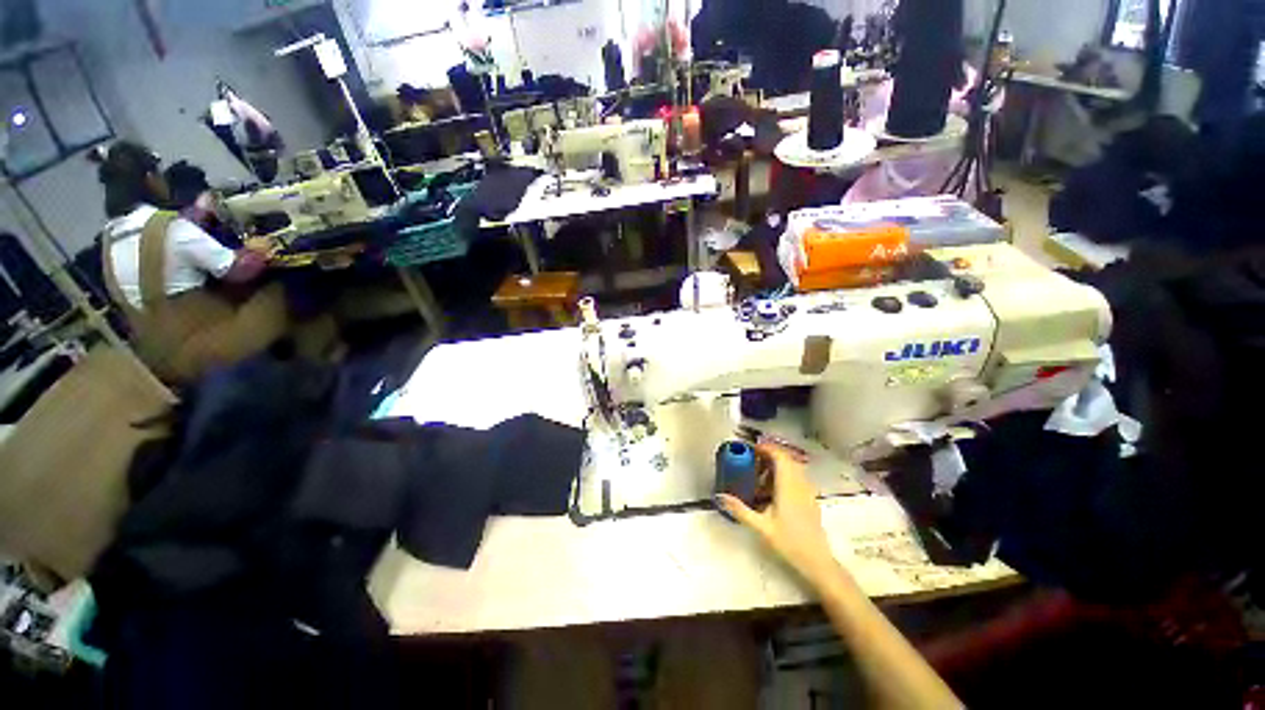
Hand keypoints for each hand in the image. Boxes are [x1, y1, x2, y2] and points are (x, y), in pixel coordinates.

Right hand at [717, 443, 839, 585]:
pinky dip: (783, 477)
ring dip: (776, 466)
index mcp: (788, 486)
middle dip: (769, 456)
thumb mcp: (761, 527)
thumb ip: (740, 510)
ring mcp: (807, 492)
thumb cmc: (790, 543)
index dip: (766, 448)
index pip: (780, 456)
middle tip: (752, 461)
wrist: (818, 562)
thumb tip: (720, 497)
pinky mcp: (810, 499)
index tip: (751, 448)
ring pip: (793, 468)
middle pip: (786, 459)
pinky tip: (772, 492)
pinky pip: (797, 478)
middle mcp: (800, 484)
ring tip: (759, 477)